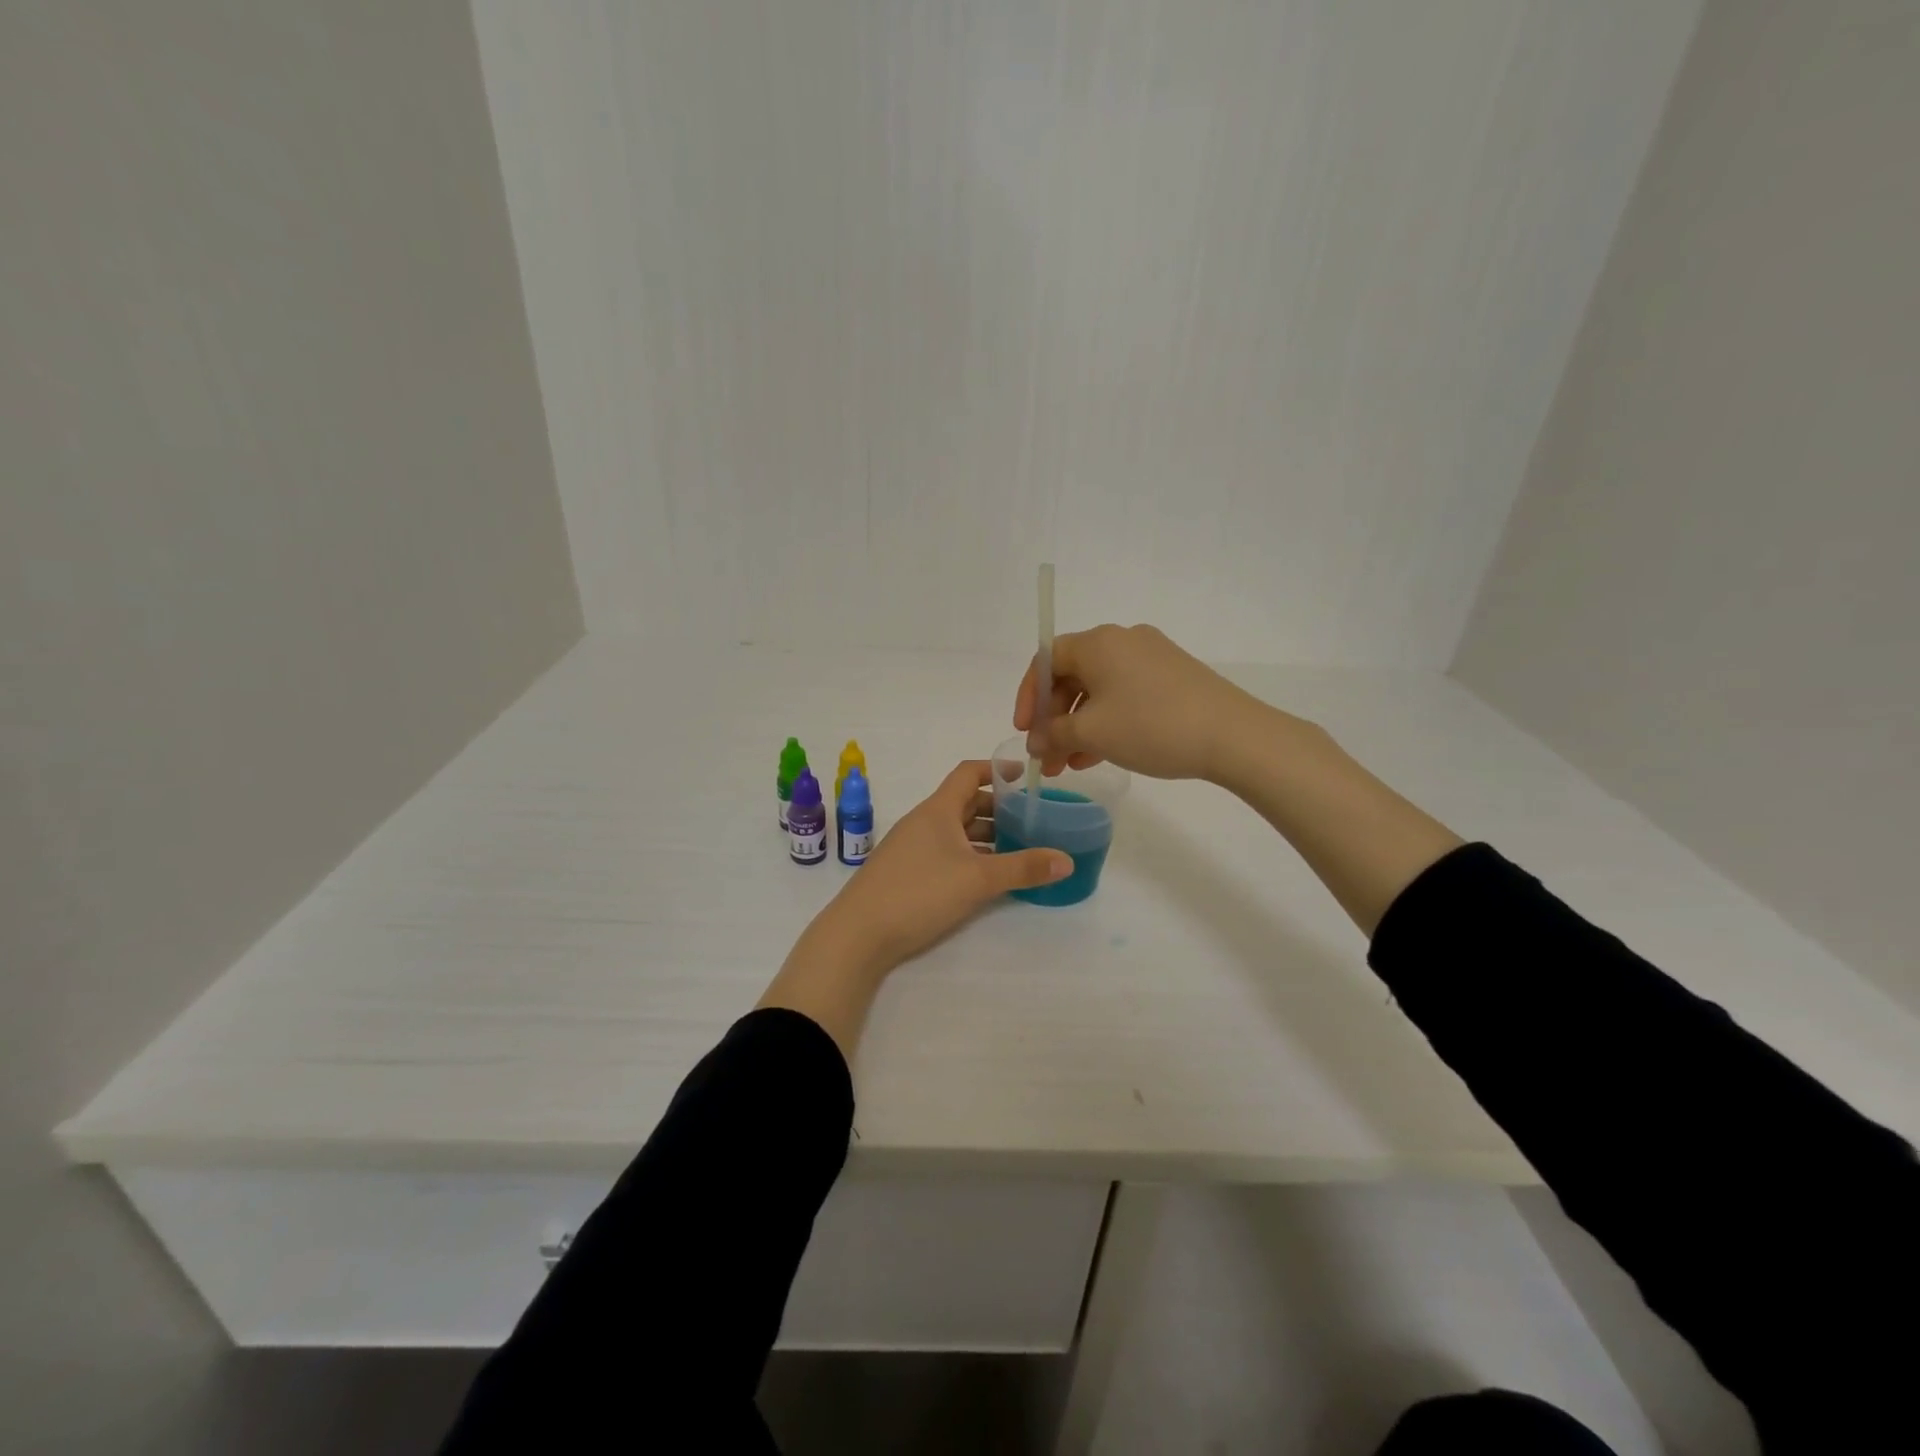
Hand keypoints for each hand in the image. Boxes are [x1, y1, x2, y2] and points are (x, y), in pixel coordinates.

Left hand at [812, 761, 1072, 977]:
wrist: (858, 934)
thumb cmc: (919, 892)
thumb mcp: (978, 879)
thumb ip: (1023, 868)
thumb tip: (1066, 860)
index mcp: (937, 810)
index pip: (968, 773)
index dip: (996, 770)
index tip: (1025, 776)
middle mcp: (923, 822)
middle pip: (964, 803)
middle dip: (997, 808)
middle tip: (1030, 819)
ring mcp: (910, 848)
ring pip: (954, 830)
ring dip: (983, 835)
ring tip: (1016, 849)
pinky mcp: (904, 872)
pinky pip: (944, 852)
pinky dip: (968, 855)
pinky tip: (984, 877)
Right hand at [1013, 623, 1267, 781]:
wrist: (1233, 736)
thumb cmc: (1151, 726)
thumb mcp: (1092, 733)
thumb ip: (1053, 734)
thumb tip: (1035, 740)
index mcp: (1098, 642)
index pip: (1046, 660)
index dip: (1028, 696)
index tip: (1025, 731)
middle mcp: (1123, 641)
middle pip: (1073, 676)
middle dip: (1055, 719)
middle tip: (1047, 756)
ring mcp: (1151, 657)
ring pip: (1099, 690)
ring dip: (1079, 727)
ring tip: (1069, 766)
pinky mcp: (1172, 677)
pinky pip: (1125, 695)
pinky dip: (1107, 722)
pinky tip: (1099, 756)